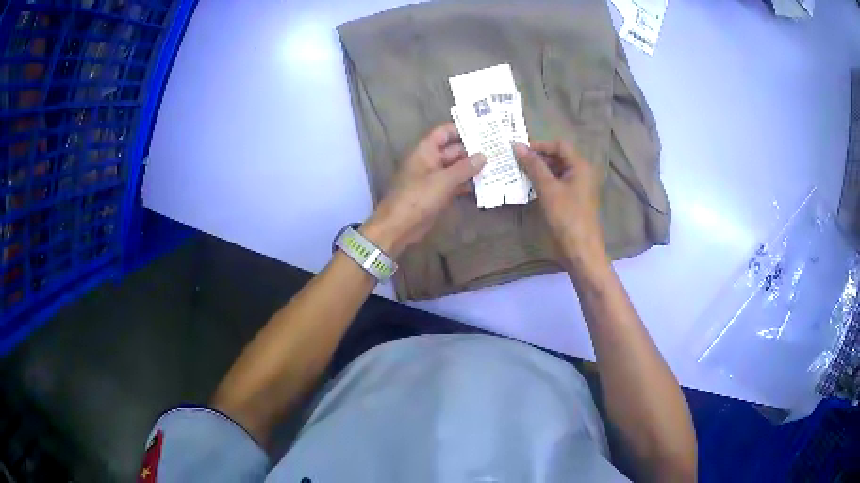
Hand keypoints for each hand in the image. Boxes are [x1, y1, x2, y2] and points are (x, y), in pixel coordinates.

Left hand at [362, 123, 485, 257]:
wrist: (399, 226)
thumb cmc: (418, 197)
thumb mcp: (443, 180)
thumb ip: (465, 168)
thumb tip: (483, 155)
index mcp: (426, 150)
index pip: (444, 132)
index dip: (462, 129)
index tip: (484, 130)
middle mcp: (431, 160)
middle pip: (454, 150)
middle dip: (473, 151)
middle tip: (498, 150)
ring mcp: (434, 178)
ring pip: (456, 168)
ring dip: (473, 168)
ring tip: (497, 166)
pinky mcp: (438, 193)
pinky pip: (455, 184)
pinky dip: (468, 184)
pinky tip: (486, 185)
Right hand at [513, 140, 605, 268]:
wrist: (580, 249)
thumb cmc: (566, 216)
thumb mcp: (548, 189)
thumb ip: (533, 166)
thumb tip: (517, 146)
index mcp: (580, 166)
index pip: (559, 145)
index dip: (540, 145)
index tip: (519, 150)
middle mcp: (581, 172)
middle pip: (558, 156)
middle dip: (538, 157)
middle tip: (515, 161)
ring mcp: (577, 186)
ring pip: (556, 170)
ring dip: (539, 170)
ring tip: (518, 172)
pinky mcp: (572, 199)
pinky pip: (557, 183)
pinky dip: (544, 182)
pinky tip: (528, 186)